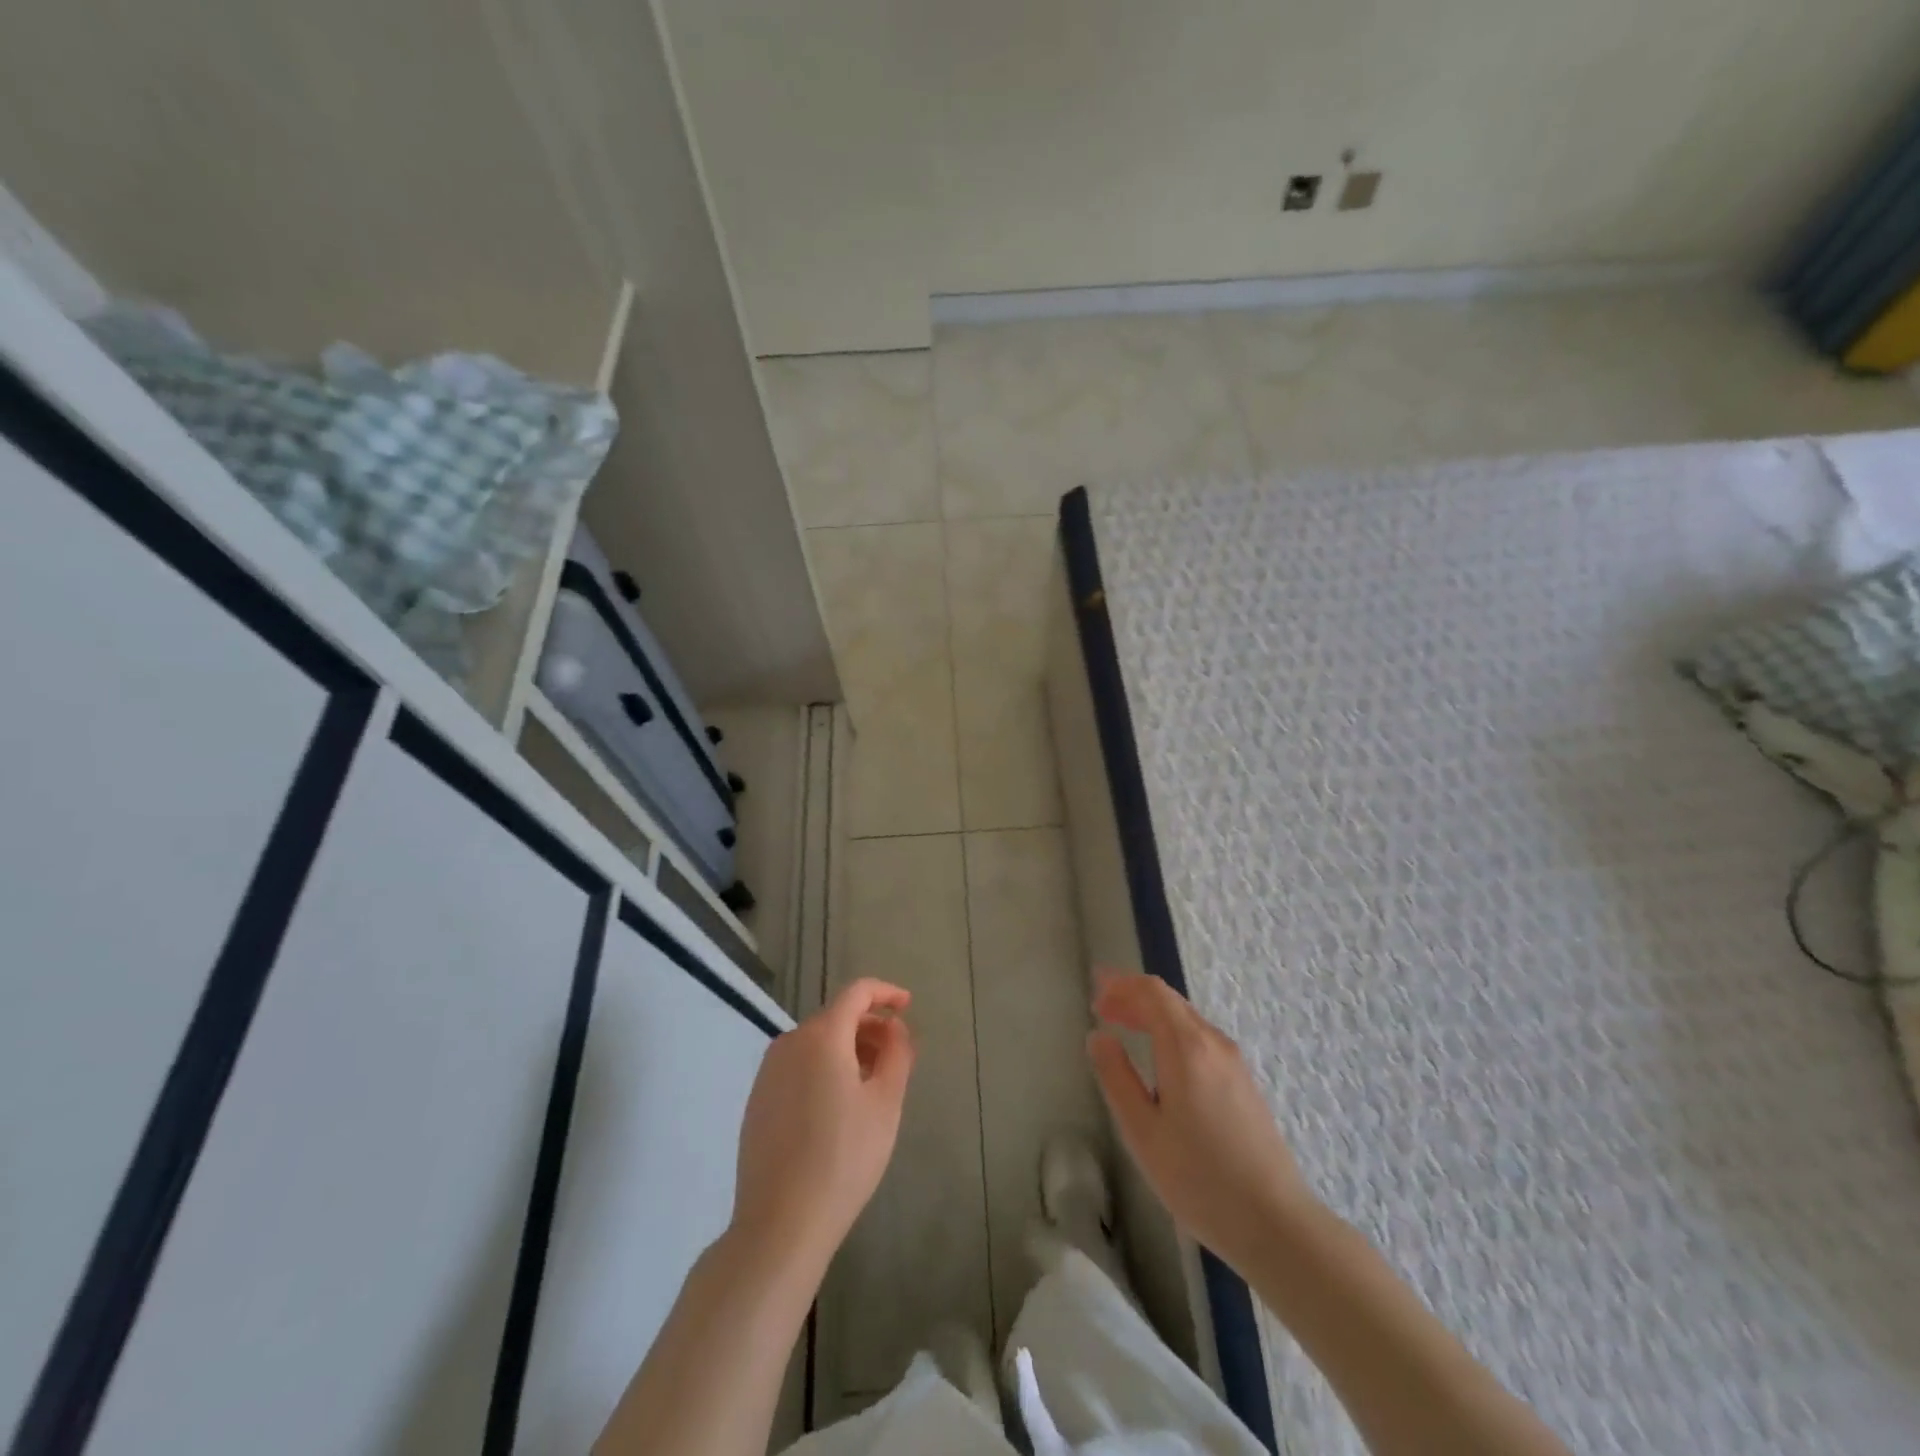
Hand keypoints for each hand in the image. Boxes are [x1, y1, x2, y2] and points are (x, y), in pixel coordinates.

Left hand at [731, 979, 914, 1273]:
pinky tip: (838, 1107)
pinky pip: (798, 1067)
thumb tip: (895, 1028)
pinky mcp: (757, 1100)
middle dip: (869, 1027)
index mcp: (821, 1036)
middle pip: (836, 1017)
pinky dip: (824, 1069)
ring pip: (816, 1043)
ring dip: (848, 1050)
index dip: (886, 993)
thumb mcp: (886, 1103)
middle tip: (896, 1056)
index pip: (856, 993)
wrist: (780, 1224)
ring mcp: (768, 1073)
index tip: (908, 1006)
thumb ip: (897, 1053)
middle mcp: (789, 1043)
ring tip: (871, 1084)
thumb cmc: (844, 1158)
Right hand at [1088, 972, 1316, 1271]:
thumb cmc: (1199, 1179)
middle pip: (1170, 1001)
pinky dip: (1171, 1032)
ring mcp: (1234, 1063)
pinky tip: (1159, 1056)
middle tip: (1101, 1007)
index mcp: (1187, 1047)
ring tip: (1123, 1026)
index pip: (1152, 993)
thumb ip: (1116, 1077)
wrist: (1276, 1224)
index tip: (1094, 989)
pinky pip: (1200, 1038)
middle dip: (1133, 996)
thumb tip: (1099, 1036)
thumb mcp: (1142, 1132)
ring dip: (1152, 1014)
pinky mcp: (1244, 1083)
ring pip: (1187, 1019)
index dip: (1121, 984)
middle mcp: (1213, 1043)